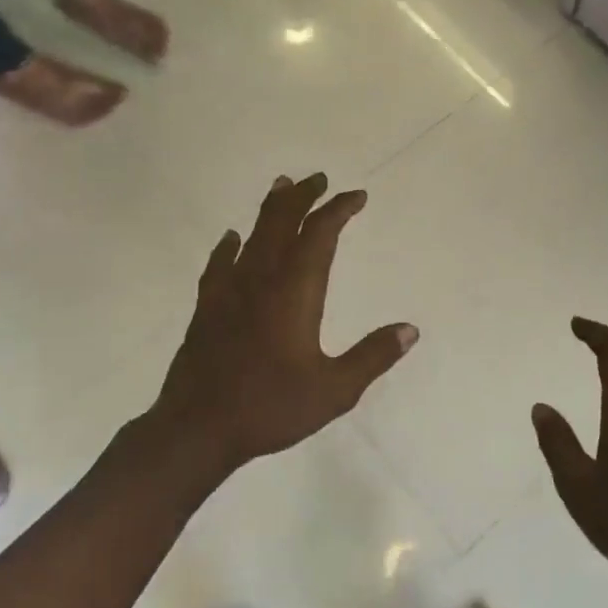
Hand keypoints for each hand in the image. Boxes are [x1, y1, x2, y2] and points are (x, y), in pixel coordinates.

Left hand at [142, 173, 417, 475]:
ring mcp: (228, 292)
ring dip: (270, 210)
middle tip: (318, 178)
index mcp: (295, 293)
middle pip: (281, 223)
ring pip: (252, 236)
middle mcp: (261, 280)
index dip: (338, 210)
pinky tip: (231, 239)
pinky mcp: (206, 309)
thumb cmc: (270, 407)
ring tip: (281, 186)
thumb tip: (410, 330)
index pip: (319, 236)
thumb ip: (372, 357)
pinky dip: (228, 246)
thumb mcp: (334, 390)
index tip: (356, 196)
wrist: (197, 429)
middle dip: (302, 196)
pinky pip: (219, 264)